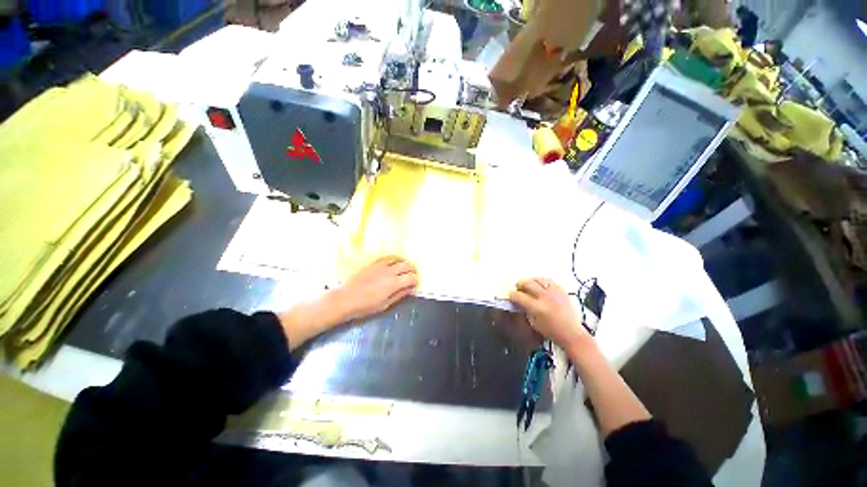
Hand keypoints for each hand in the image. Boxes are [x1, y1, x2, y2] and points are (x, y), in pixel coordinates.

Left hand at [332, 256, 418, 320]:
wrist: (346, 299)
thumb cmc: (366, 306)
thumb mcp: (385, 304)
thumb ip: (399, 294)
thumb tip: (409, 288)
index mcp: (394, 283)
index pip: (411, 277)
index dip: (416, 280)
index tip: (415, 284)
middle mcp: (390, 271)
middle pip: (407, 265)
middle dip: (413, 270)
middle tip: (413, 275)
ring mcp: (381, 266)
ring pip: (399, 259)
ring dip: (405, 262)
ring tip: (406, 267)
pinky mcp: (374, 263)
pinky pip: (388, 257)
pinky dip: (395, 258)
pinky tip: (395, 262)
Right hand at [509, 278, 591, 353]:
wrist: (572, 333)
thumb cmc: (551, 331)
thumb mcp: (533, 322)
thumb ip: (524, 309)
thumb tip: (518, 301)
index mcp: (537, 307)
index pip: (519, 296)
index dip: (512, 295)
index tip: (511, 295)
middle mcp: (545, 297)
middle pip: (527, 282)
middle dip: (520, 284)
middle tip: (519, 288)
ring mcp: (555, 293)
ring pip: (538, 279)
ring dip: (531, 281)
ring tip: (530, 286)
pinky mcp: (562, 290)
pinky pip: (549, 280)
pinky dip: (543, 282)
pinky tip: (541, 286)